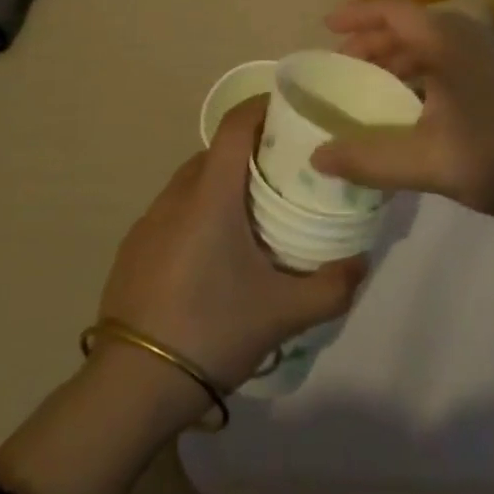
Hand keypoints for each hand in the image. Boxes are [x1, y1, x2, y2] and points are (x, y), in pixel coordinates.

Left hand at [97, 98, 365, 396]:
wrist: (130, 387)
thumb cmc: (211, 330)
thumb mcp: (282, 313)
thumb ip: (331, 286)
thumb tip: (362, 261)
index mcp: (211, 195)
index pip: (236, 124)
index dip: (263, 106)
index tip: (293, 111)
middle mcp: (176, 195)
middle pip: (217, 151)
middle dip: (251, 151)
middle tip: (287, 173)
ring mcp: (148, 222)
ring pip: (193, 181)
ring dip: (223, 184)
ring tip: (254, 215)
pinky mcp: (133, 248)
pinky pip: (173, 210)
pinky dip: (198, 211)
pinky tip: (213, 255)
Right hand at [311, 0, 493, 230]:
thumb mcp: (430, 161)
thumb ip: (370, 158)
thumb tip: (317, 156)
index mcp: (448, 43)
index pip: (393, 11)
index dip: (358, 14)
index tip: (326, 27)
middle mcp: (466, 40)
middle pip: (408, 28)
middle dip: (371, 43)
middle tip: (341, 66)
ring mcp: (487, 61)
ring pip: (428, 49)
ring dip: (395, 62)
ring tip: (368, 88)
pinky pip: (445, 66)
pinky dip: (417, 78)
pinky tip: (410, 110)